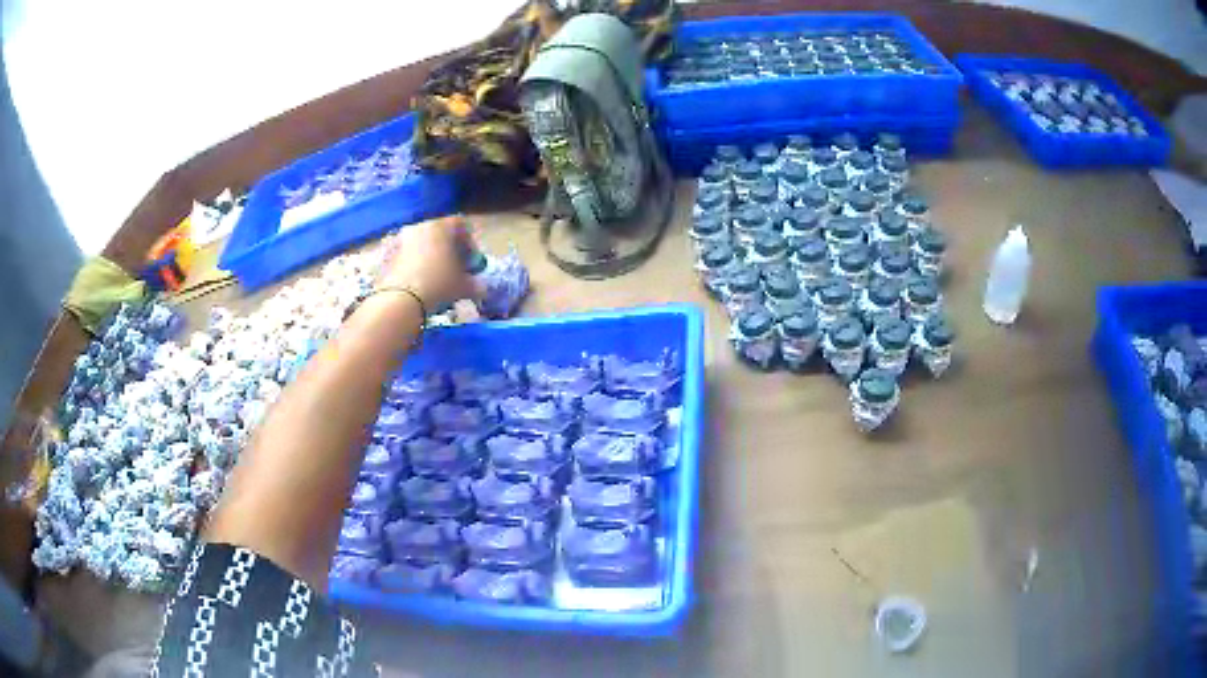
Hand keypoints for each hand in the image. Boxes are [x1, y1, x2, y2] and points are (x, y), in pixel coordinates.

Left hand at [377, 216, 480, 310]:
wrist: (399, 300)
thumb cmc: (437, 285)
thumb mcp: (462, 286)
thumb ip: (474, 283)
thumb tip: (480, 287)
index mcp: (440, 226)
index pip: (461, 225)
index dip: (470, 243)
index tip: (472, 262)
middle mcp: (419, 226)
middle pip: (439, 233)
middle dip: (449, 249)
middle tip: (454, 268)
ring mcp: (400, 239)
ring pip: (421, 243)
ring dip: (430, 256)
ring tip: (434, 277)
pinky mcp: (386, 254)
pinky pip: (406, 255)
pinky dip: (414, 265)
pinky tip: (418, 283)